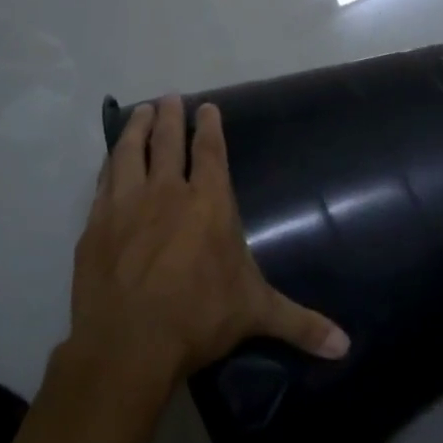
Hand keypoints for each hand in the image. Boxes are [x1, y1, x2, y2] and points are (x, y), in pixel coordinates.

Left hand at [68, 96, 350, 388]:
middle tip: (168, 97)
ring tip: (138, 111)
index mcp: (208, 204)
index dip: (208, 127)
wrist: (128, 344)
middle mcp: (166, 194)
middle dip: (168, 116)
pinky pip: (102, 182)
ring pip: (129, 153)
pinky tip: (109, 161)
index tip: (206, 107)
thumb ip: (300, 323)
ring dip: (135, 129)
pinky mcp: (95, 226)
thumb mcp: (256, 315)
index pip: (209, 152)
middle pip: (166, 142)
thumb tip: (346, 346)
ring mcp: (125, 206)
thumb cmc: (199, 319)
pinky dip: (109, 165)